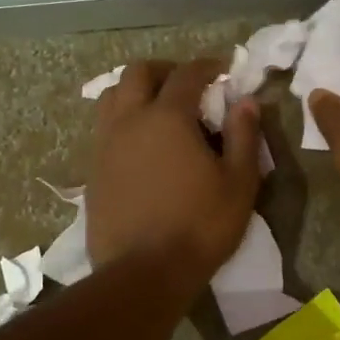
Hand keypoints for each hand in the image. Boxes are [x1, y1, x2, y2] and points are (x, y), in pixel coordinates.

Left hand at [87, 59, 261, 284]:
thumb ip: (244, 136)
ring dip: (136, 92)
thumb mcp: (239, 183)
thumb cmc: (200, 226)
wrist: (143, 273)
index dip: (207, 66)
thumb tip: (247, 102)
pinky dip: (123, 122)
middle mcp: (129, 121)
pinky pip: (104, 129)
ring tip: (158, 110)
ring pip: (112, 97)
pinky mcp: (92, 171)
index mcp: (167, 117)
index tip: (223, 69)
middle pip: (138, 73)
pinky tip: (141, 146)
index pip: (187, 74)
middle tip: (188, 85)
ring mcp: (105, 145)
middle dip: (165, 70)